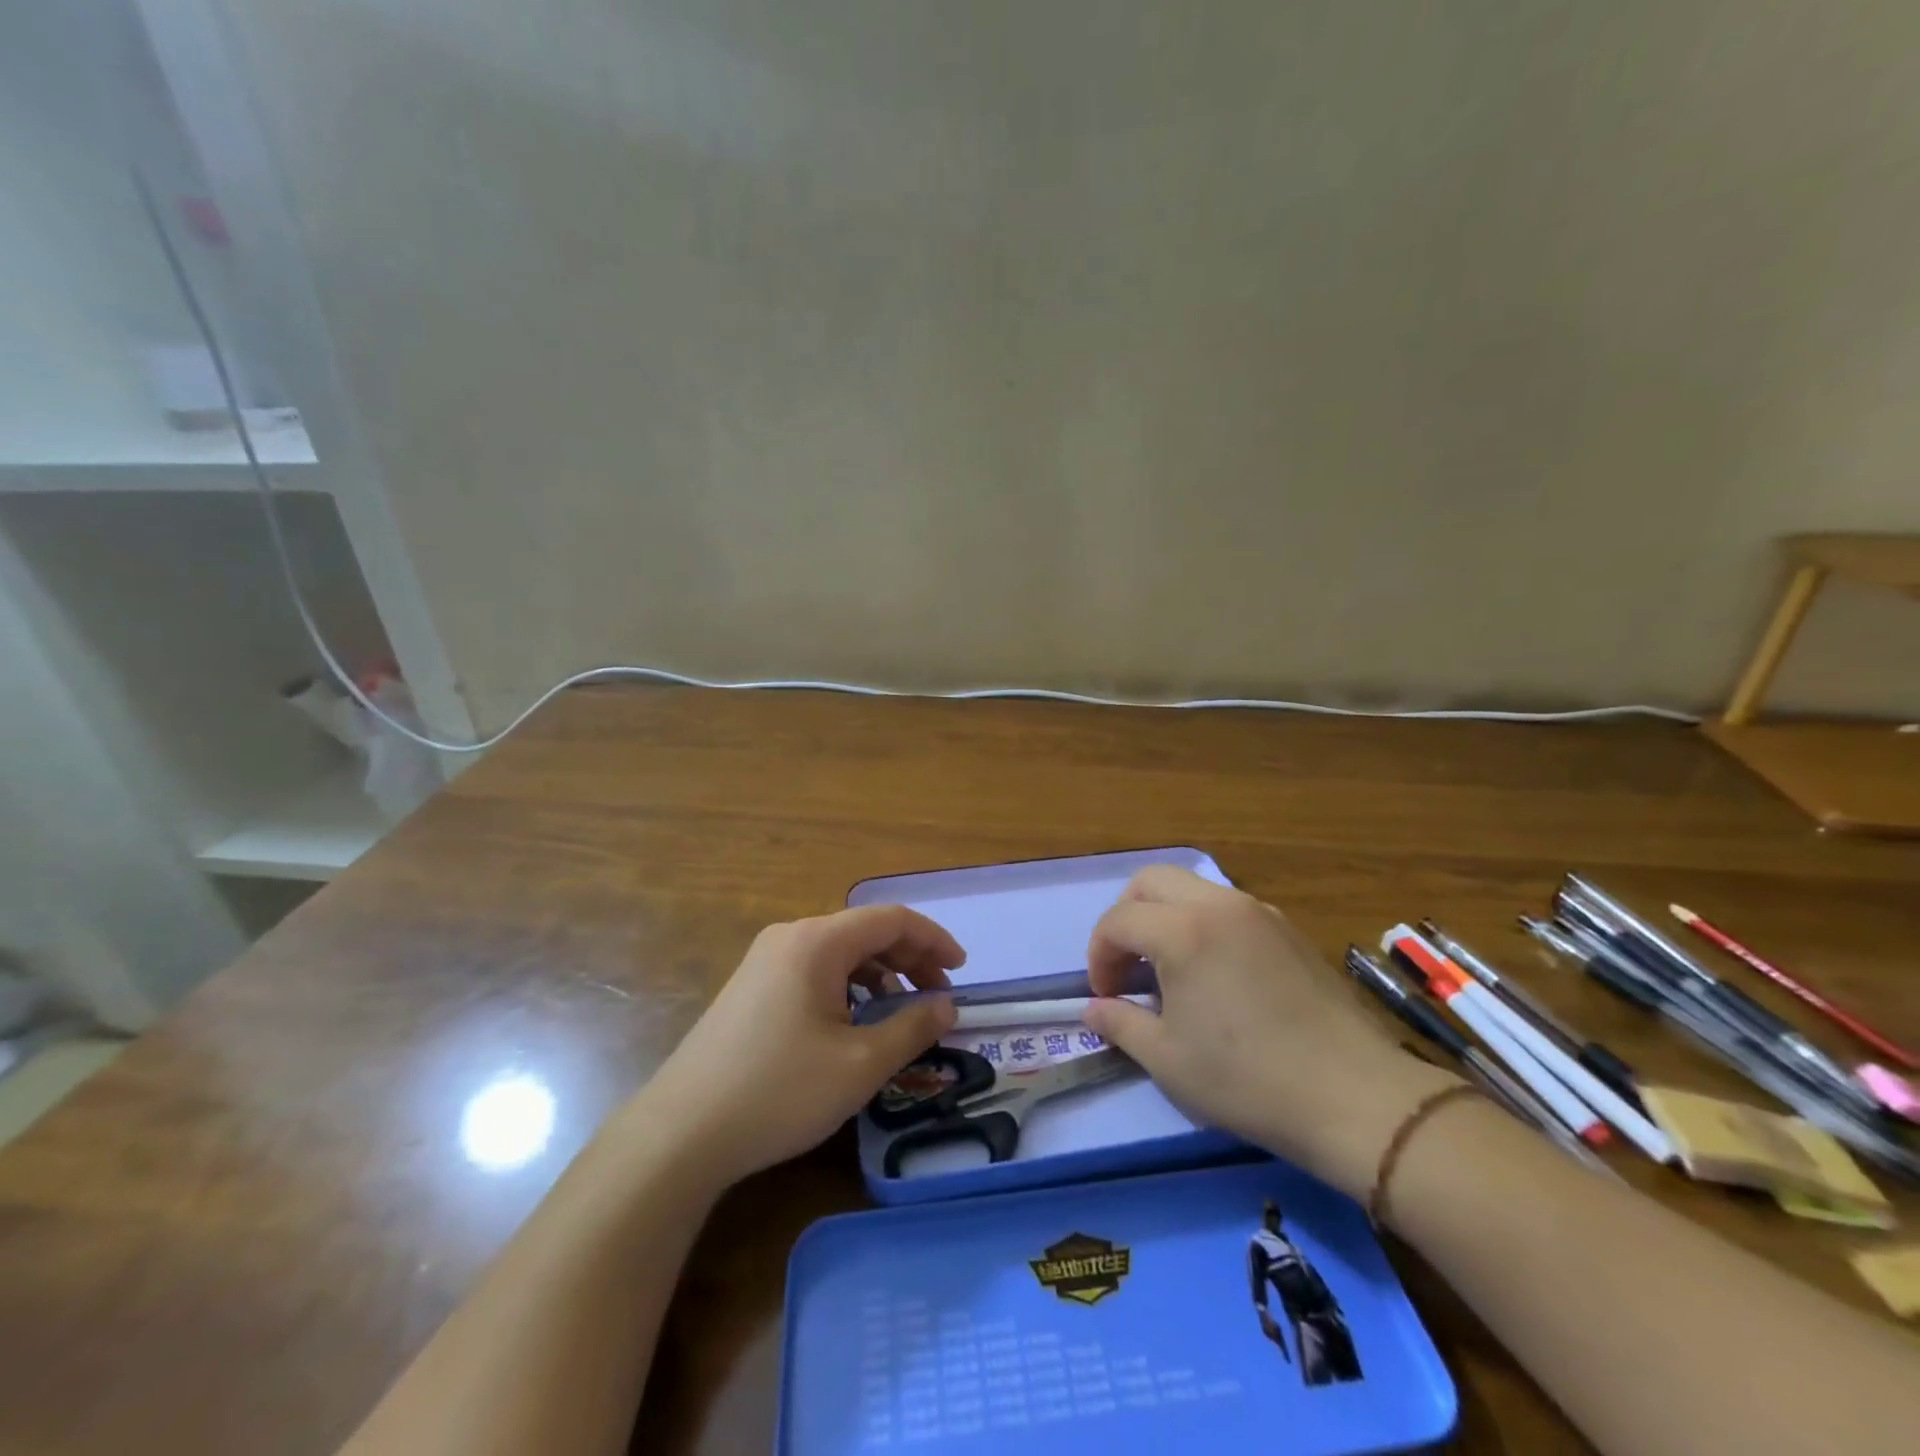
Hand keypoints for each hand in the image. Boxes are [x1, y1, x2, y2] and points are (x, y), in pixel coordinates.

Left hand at [634, 906, 962, 1187]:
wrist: (681, 1133)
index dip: (934, 939)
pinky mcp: (752, 985)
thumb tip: (947, 1004)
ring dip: (879, 972)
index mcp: (818, 942)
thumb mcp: (860, 1064)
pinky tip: (854, 1021)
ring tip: (900, 1010)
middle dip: (909, 957)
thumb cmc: (780, 1092)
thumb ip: (912, 1027)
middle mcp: (791, 936)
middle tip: (937, 997)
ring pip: (840, 951)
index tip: (961, 971)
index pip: (891, 919)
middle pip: (865, 931)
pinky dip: (848, 985)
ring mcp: (765, 959)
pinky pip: (815, 969)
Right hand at [1082, 867, 1459, 1199]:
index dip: (1099, 955)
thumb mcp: (1168, 1060)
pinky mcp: (1288, 930)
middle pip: (1151, 881)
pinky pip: (1228, 907)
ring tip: (1170, 969)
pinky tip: (1216, 973)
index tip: (1105, 995)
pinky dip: (1203, 923)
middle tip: (1128, 965)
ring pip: (1192, 888)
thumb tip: (1092, 1010)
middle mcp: (1218, 905)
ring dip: (1165, 916)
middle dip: (1126, 916)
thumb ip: (1120, 1024)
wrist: (1355, 1096)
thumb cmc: (1247, 1079)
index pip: (1118, 920)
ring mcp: (1259, 912)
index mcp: (1182, 931)